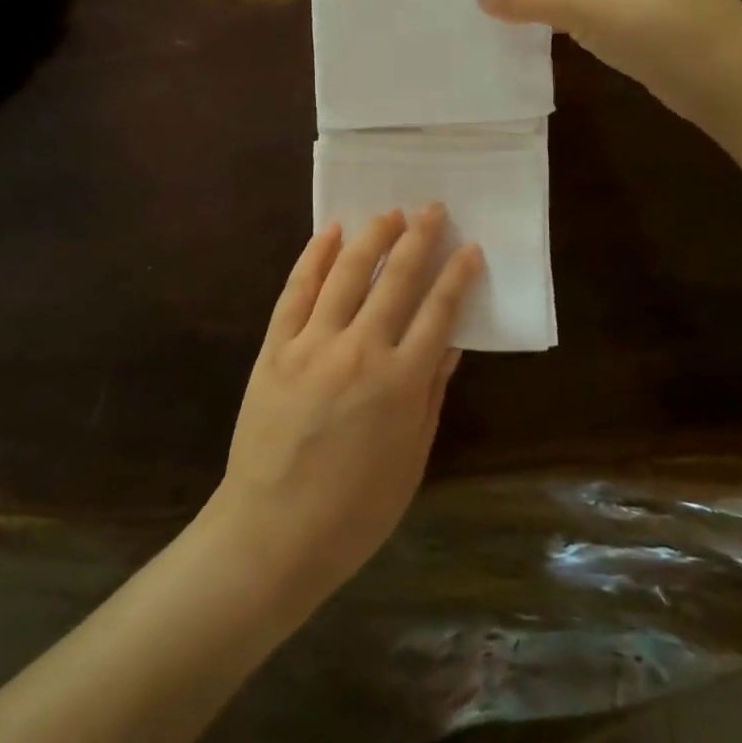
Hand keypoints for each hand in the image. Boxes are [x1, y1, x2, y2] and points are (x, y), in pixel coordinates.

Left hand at [202, 207, 481, 617]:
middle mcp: (361, 350)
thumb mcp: (411, 459)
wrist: (271, 533)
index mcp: (402, 382)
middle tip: (433, 209)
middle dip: (419, 238)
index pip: (439, 311)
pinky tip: (330, 232)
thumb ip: (431, 395)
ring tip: (390, 212)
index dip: (457, 275)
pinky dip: (314, 257)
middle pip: (396, 278)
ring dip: (372, 236)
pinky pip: (297, 291)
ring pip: (347, 272)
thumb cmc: (354, 511)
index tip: (470, 247)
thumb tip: (449, 344)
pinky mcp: (275, 347)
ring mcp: (313, 344)